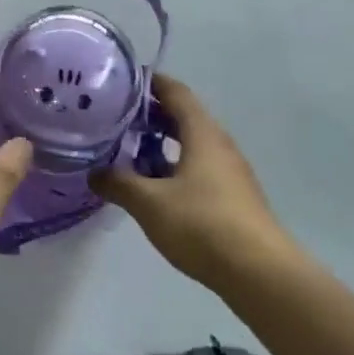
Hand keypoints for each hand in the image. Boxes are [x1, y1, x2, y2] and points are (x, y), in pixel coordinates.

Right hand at [92, 75, 292, 289]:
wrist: (259, 273)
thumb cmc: (202, 224)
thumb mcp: (149, 203)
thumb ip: (118, 184)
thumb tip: (94, 173)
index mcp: (202, 133)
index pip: (176, 92)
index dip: (151, 83)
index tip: (122, 81)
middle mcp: (219, 144)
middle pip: (184, 117)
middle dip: (151, 115)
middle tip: (116, 118)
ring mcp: (229, 172)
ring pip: (191, 145)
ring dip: (162, 144)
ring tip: (129, 153)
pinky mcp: (233, 197)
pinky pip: (199, 168)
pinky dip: (175, 167)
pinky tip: (155, 188)